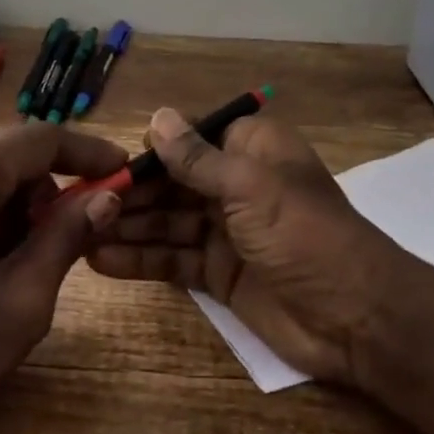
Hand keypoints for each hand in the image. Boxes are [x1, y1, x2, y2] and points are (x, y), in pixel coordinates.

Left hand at [0, 123, 127, 433]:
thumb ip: (65, 239)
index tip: (126, 173)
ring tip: (17, 275)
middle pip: (9, 159)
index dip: (90, 154)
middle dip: (47, 196)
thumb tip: (106, 197)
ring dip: (15, 213)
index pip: (41, 140)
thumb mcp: (18, 303)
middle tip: (68, 249)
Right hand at [85, 109, 405, 384]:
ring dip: (125, 226)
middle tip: (77, 204)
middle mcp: (235, 185)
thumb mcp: (249, 186)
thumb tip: (156, 117)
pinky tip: (101, 260)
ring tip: (77, 233)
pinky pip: (172, 259)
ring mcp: (225, 231)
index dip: (148, 149)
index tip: (103, 162)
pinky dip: (139, 259)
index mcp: (251, 151)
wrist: (355, 317)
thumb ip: (197, 157)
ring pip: (165, 222)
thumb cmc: (304, 235)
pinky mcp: (218, 273)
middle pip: (170, 182)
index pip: (189, 138)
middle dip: (128, 192)